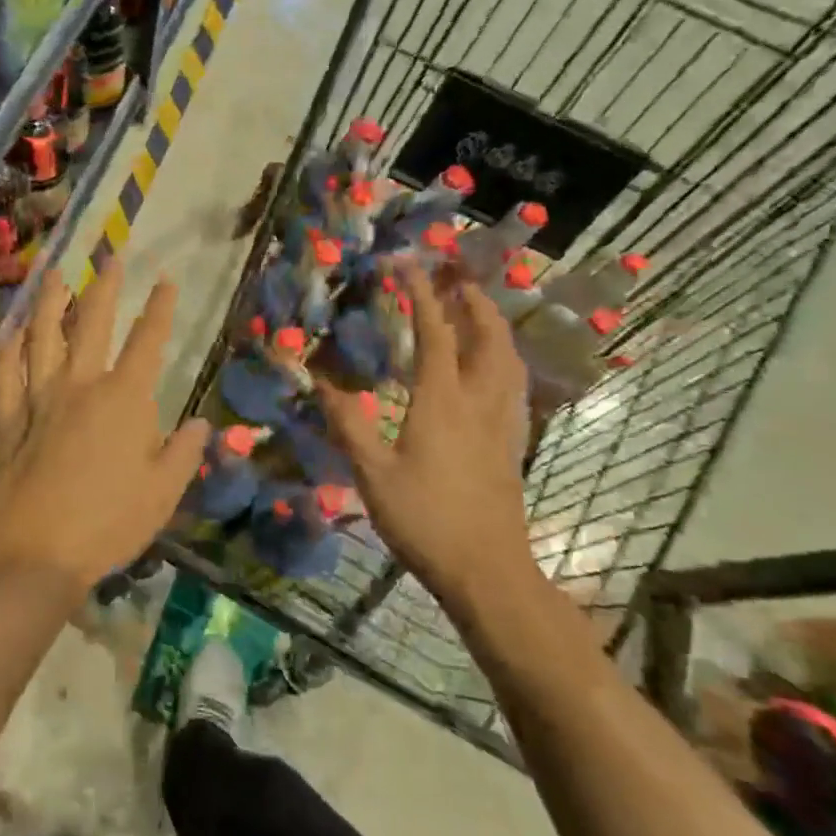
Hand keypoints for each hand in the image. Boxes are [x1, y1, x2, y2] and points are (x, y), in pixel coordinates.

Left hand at [0, 259, 210, 594]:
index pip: (148, 342)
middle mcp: (80, 386)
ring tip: (55, 277)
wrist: (35, 550)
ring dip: (49, 304)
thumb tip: (201, 423)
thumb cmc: (108, 523)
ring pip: (42, 338)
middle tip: (110, 260)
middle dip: (104, 289)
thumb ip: (183, 453)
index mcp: (124, 400)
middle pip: (92, 325)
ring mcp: (38, 399)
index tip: (165, 280)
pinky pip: (5, 375)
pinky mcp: (7, 419)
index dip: (159, 308)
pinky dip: (7, 351)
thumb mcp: (162, 494)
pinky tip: (9, 334)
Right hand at [315, 262, 539, 610]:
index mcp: (442, 401)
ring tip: (477, 308)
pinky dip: (505, 358)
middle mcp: (479, 401)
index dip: (421, 295)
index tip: (407, 265)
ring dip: (494, 324)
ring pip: (508, 358)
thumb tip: (320, 383)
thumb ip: (348, 424)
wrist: (487, 571)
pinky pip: (516, 384)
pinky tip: (496, 366)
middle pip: (487, 336)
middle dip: (472, 299)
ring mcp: (503, 422)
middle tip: (455, 275)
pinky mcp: (514, 443)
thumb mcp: (372, 473)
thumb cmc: (425, 519)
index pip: (434, 333)